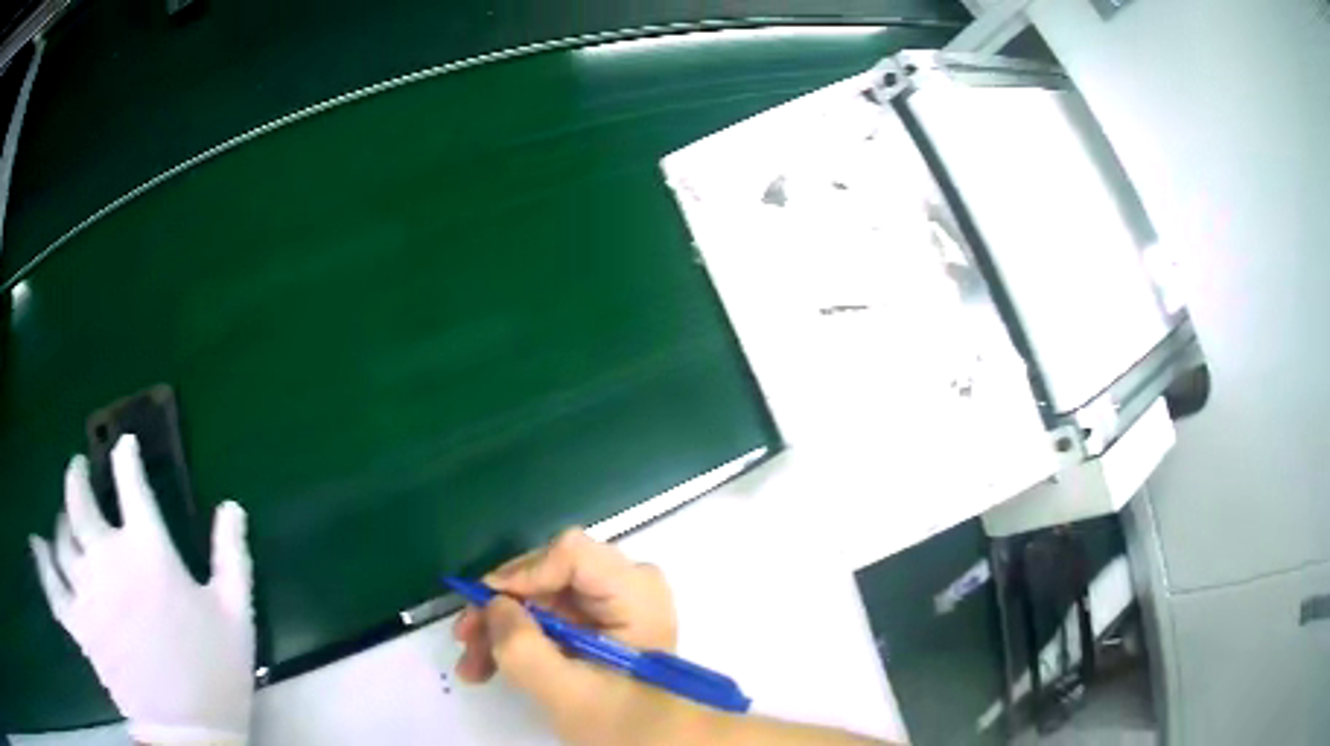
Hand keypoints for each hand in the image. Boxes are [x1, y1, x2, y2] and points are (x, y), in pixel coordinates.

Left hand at [28, 435, 255, 744]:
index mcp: (148, 552)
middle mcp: (108, 559)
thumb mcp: (236, 615)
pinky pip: (52, 584)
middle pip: (80, 501)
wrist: (189, 734)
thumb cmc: (214, 673)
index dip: (126, 458)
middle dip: (77, 477)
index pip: (131, 484)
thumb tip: (232, 506)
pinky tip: (38, 548)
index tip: (124, 445)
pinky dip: (43, 563)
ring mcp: (87, 591)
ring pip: (62, 538)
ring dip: (62, 521)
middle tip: (78, 469)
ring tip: (64, 518)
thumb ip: (231, 556)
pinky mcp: (78, 624)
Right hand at [453, 529, 691, 745]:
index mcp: (636, 590)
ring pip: (540, 595)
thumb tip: (493, 604)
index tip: (485, 608)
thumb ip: (523, 647)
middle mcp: (627, 583)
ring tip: (472, 666)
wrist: (656, 744)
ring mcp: (614, 601)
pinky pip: (549, 615)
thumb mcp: (567, 692)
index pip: (570, 554)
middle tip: (465, 640)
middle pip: (548, 573)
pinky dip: (520, 638)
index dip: (521, 574)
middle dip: (501, 608)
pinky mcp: (600, 620)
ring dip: (502, 627)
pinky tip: (490, 666)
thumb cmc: (623, 723)